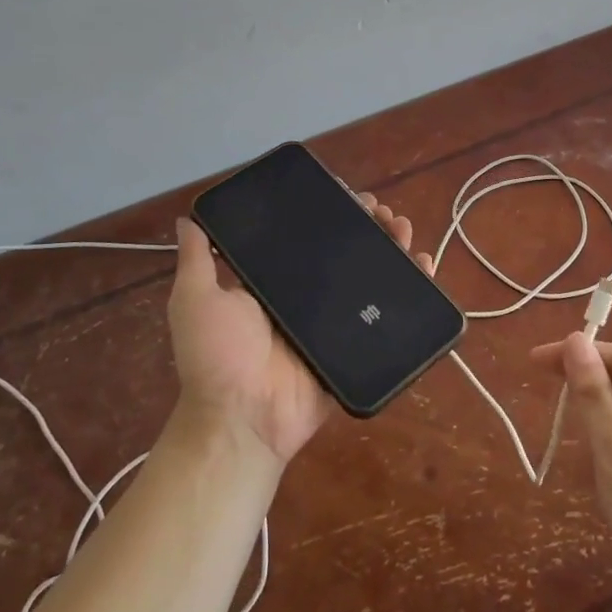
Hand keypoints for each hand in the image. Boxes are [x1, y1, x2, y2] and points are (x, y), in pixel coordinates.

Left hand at [167, 196, 431, 464]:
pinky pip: (389, 315)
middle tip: (379, 209)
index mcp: (277, 283)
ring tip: (400, 226)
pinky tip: (422, 262)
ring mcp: (336, 323)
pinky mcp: (357, 345)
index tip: (345, 192)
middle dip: (367, 225)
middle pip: (347, 253)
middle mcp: (310, 298)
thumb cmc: (218, 356)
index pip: (309, 238)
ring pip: (372, 276)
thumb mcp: (196, 300)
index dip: (330, 214)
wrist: (243, 418)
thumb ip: (196, 260)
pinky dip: (411, 287)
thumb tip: (188, 217)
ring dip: (391, 246)